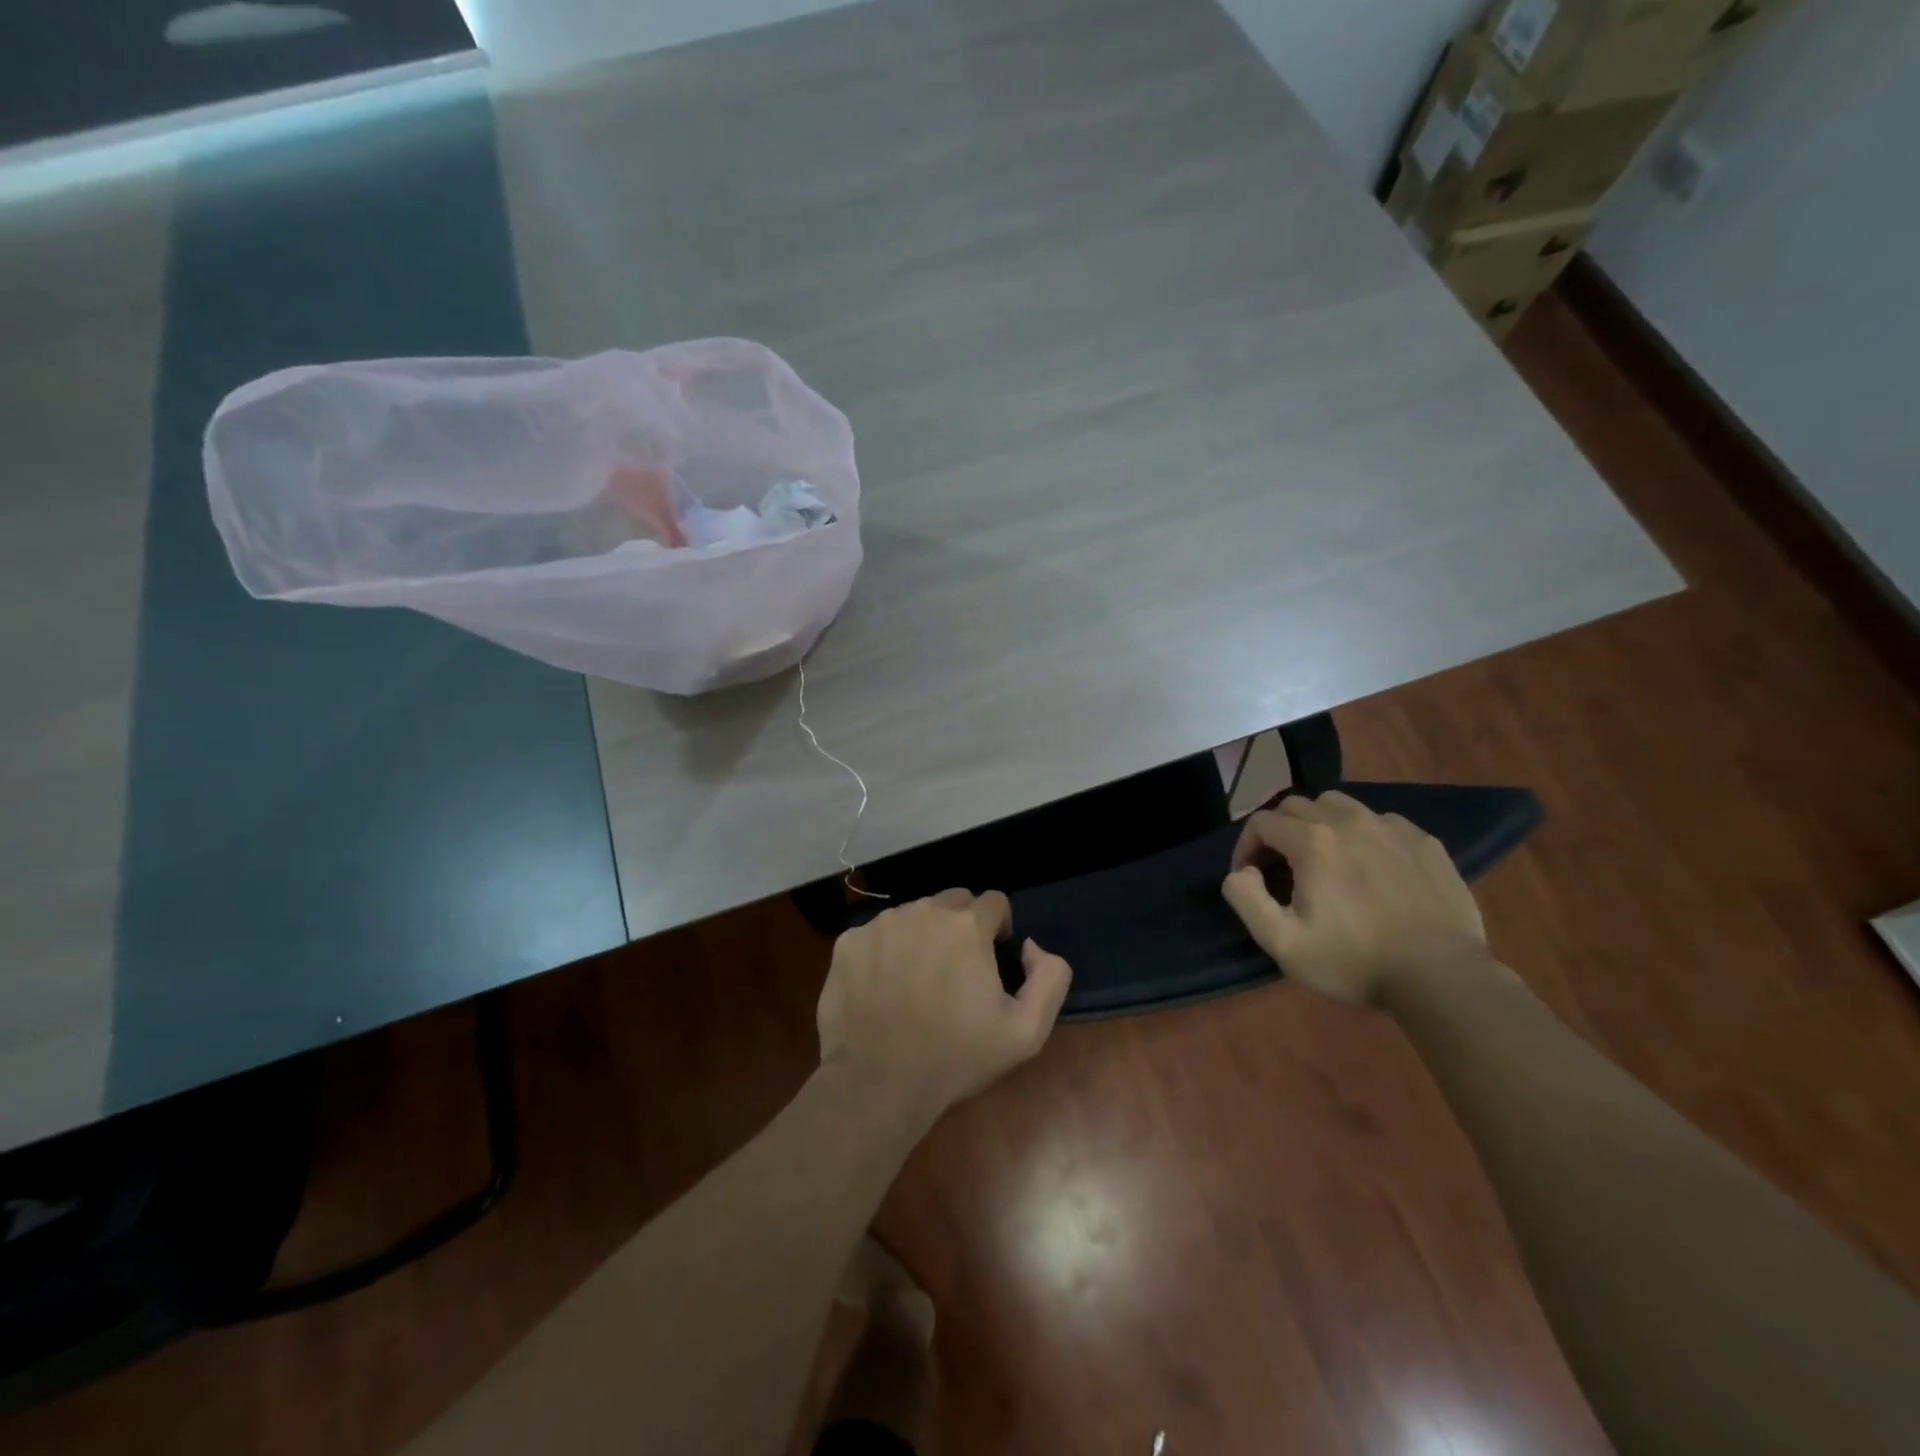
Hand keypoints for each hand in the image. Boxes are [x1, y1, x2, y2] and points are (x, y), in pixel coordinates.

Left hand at [817, 890, 1072, 1117]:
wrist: (878, 1083)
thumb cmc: (956, 1057)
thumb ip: (1050, 977)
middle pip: (952, 901)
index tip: (993, 956)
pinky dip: (885, 951)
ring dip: (923, 936)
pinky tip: (884, 989)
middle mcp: (923, 911)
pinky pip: (877, 934)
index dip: (999, 926)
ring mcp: (881, 924)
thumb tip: (1029, 946)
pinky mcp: (849, 943)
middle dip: (962, 926)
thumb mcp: (1027, 1031)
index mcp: (967, 926)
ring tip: (918, 981)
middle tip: (957, 969)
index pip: (994, 901)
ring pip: (913, 915)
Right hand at [1220, 792, 1484, 1003]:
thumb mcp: (1282, 942)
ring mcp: (1392, 828)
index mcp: (1312, 840)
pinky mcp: (1425, 843)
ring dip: (1320, 824)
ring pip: (1340, 805)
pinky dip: (1363, 835)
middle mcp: (1349, 821)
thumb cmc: (1355, 961)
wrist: (1442, 978)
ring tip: (1324, 860)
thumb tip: (1241, 871)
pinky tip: (1370, 868)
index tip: (1250, 878)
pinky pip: (1381, 822)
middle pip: (1297, 805)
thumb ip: (1245, 898)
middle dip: (1279, 831)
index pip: (1261, 822)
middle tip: (1281, 868)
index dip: (1246, 846)